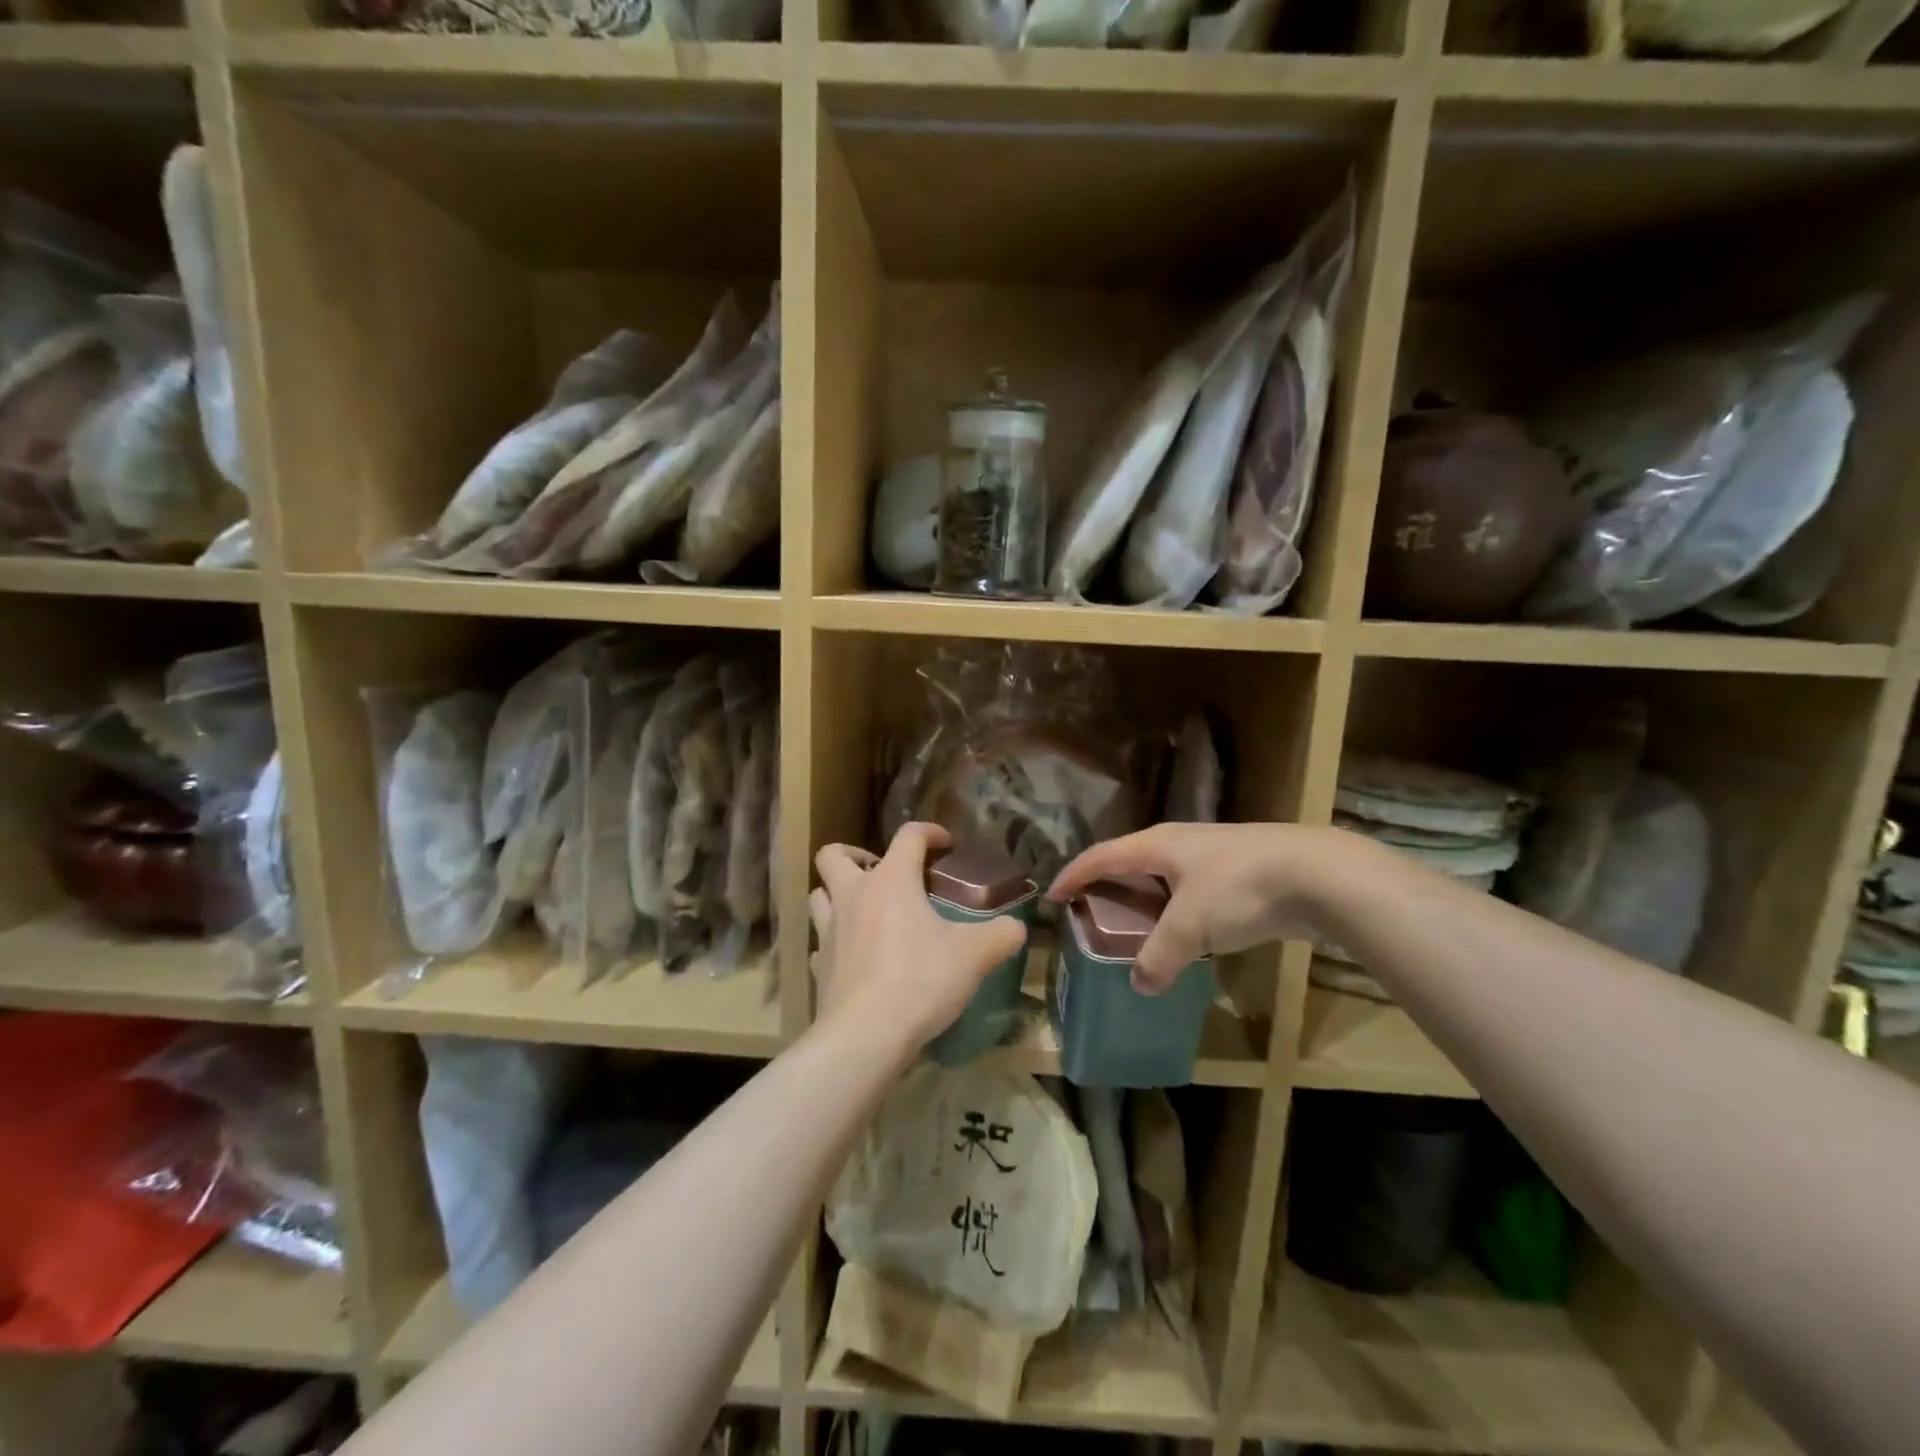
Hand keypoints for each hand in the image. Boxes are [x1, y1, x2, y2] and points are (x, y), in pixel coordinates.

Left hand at [811, 823, 1028, 1054]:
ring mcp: (829, 931)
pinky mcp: (819, 966)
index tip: (946, 844)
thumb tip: (1017, 927)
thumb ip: (1001, 935)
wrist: (865, 1036)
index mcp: (891, 880)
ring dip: (837, 895)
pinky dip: (836, 942)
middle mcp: (853, 896)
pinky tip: (855, 957)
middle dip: (855, 855)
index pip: (908, 836)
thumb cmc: (920, 980)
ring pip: (819, 895)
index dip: (929, 832)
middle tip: (883, 873)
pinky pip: (822, 943)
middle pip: (834, 855)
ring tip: (866, 910)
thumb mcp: (974, 956)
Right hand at [1050, 822, 1353, 992]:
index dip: (1073, 875)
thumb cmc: (1239, 889)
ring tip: (1137, 930)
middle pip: (1130, 862)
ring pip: (1165, 877)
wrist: (1318, 874)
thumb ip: (1159, 957)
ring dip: (1146, 901)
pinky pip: (1193, 891)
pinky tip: (1188, 935)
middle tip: (1092, 916)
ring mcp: (1212, 855)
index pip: (1100, 856)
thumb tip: (1140, 985)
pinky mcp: (1240, 871)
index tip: (1052, 896)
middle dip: (1108, 887)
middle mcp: (1179, 843)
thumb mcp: (1190, 927)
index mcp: (1156, 845)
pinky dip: (1178, 911)